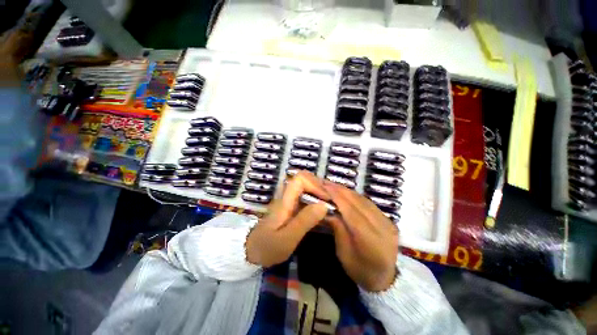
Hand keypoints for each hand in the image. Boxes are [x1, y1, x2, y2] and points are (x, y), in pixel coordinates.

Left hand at [246, 171, 329, 267]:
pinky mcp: (290, 208)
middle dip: (319, 187)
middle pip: (304, 180)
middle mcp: (286, 196)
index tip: (327, 198)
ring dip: (319, 194)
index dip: (315, 185)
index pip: (300, 179)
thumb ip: (304, 221)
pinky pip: (305, 198)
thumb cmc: (267, 247)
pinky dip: (315, 201)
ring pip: (306, 188)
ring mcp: (288, 201)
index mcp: (285, 200)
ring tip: (330, 206)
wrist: (252, 253)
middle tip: (331, 201)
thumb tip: (324, 205)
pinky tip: (321, 212)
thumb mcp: (287, 238)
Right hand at [323, 181, 398, 291]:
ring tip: (332, 185)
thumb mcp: (344, 254)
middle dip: (340, 191)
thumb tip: (327, 209)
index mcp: (372, 241)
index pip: (353, 213)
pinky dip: (354, 195)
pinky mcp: (387, 218)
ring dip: (346, 191)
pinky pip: (368, 203)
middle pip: (359, 203)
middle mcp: (383, 227)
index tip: (325, 187)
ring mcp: (388, 221)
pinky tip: (344, 192)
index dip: (338, 198)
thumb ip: (338, 229)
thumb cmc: (361, 271)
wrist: (386, 278)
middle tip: (325, 183)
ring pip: (364, 200)